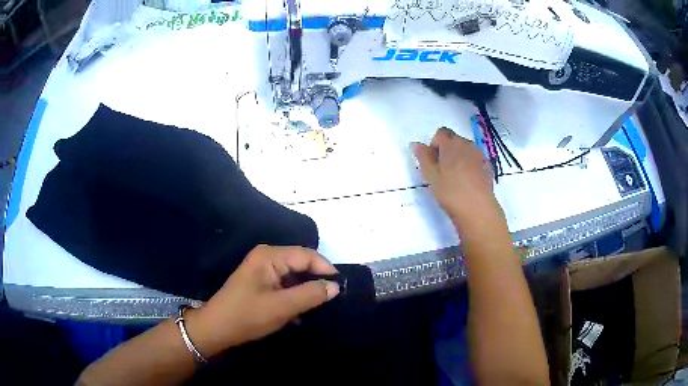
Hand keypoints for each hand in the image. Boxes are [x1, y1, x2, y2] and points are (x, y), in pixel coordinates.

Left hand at [185, 245, 339, 357]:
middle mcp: (266, 257)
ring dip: (306, 289)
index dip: (326, 269)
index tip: (341, 286)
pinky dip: (295, 294)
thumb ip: (310, 294)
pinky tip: (302, 310)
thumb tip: (335, 286)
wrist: (217, 328)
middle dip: (316, 279)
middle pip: (300, 263)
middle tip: (334, 296)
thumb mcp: (282, 307)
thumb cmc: (247, 316)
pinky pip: (284, 283)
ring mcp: (262, 269)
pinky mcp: (260, 282)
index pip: (306, 255)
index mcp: (269, 256)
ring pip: (293, 275)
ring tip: (321, 305)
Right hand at [413, 128, 500, 227]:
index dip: (434, 145)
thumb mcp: (431, 177)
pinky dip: (470, 165)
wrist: (478, 209)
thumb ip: (423, 158)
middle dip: (447, 151)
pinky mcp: (488, 167)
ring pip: (466, 149)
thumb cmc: (451, 192)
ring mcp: (480, 155)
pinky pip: (475, 160)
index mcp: (451, 144)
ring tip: (455, 178)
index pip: (440, 133)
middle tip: (442, 172)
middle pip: (454, 140)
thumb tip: (416, 144)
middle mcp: (467, 144)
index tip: (433, 162)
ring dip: (459, 157)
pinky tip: (468, 182)